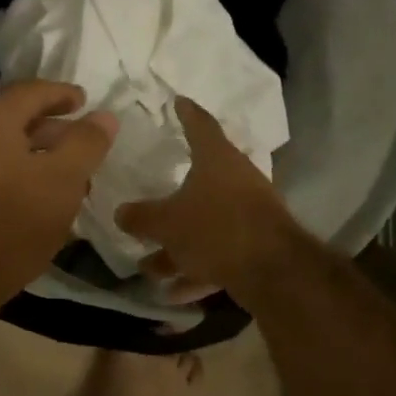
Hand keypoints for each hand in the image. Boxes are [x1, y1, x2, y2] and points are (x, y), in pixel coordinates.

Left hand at [0, 81, 117, 318]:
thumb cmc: (10, 224)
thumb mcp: (62, 181)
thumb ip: (86, 144)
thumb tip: (103, 116)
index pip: (31, 92)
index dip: (62, 93)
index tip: (85, 101)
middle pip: (16, 121)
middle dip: (54, 129)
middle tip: (83, 145)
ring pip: (6, 152)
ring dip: (39, 159)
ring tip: (70, 180)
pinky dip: (21, 179)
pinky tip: (39, 206)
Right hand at [115, 97, 300, 296]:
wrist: (273, 270)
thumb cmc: (216, 228)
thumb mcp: (167, 223)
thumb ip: (141, 217)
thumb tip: (121, 213)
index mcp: (217, 160)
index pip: (200, 125)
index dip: (186, 113)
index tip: (178, 101)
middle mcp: (236, 181)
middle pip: (198, 184)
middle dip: (169, 202)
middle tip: (146, 206)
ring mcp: (249, 214)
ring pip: (205, 226)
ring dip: (177, 248)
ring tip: (148, 268)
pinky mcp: (255, 246)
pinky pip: (218, 254)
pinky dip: (197, 269)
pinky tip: (174, 293)